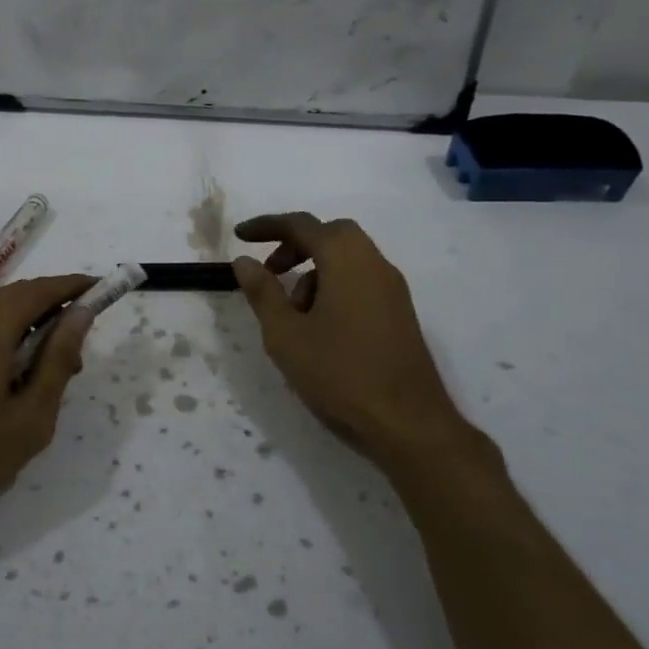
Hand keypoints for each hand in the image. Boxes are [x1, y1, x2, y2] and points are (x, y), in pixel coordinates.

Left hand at [0, 274, 96, 562]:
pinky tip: (9, 376)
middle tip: (79, 349)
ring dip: (25, 326)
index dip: (75, 287)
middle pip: (16, 296)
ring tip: (47, 370)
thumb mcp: (28, 420)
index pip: (42, 289)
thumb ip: (57, 360)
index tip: (105, 291)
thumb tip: (82, 314)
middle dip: (52, 309)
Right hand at [231, 213, 487, 476]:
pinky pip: (361, 281)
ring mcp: (393, 288)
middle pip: (330, 235)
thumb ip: (263, 292)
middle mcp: (374, 263)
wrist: (409, 424)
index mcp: (346, 259)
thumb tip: (245, 260)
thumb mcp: (286, 335)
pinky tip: (320, 328)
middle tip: (270, 272)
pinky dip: (334, 286)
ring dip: (314, 271)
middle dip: (295, 246)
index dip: (266, 226)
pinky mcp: (400, 312)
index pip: (301, 225)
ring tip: (292, 314)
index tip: (239, 236)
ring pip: (347, 259)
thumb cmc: (340, 374)